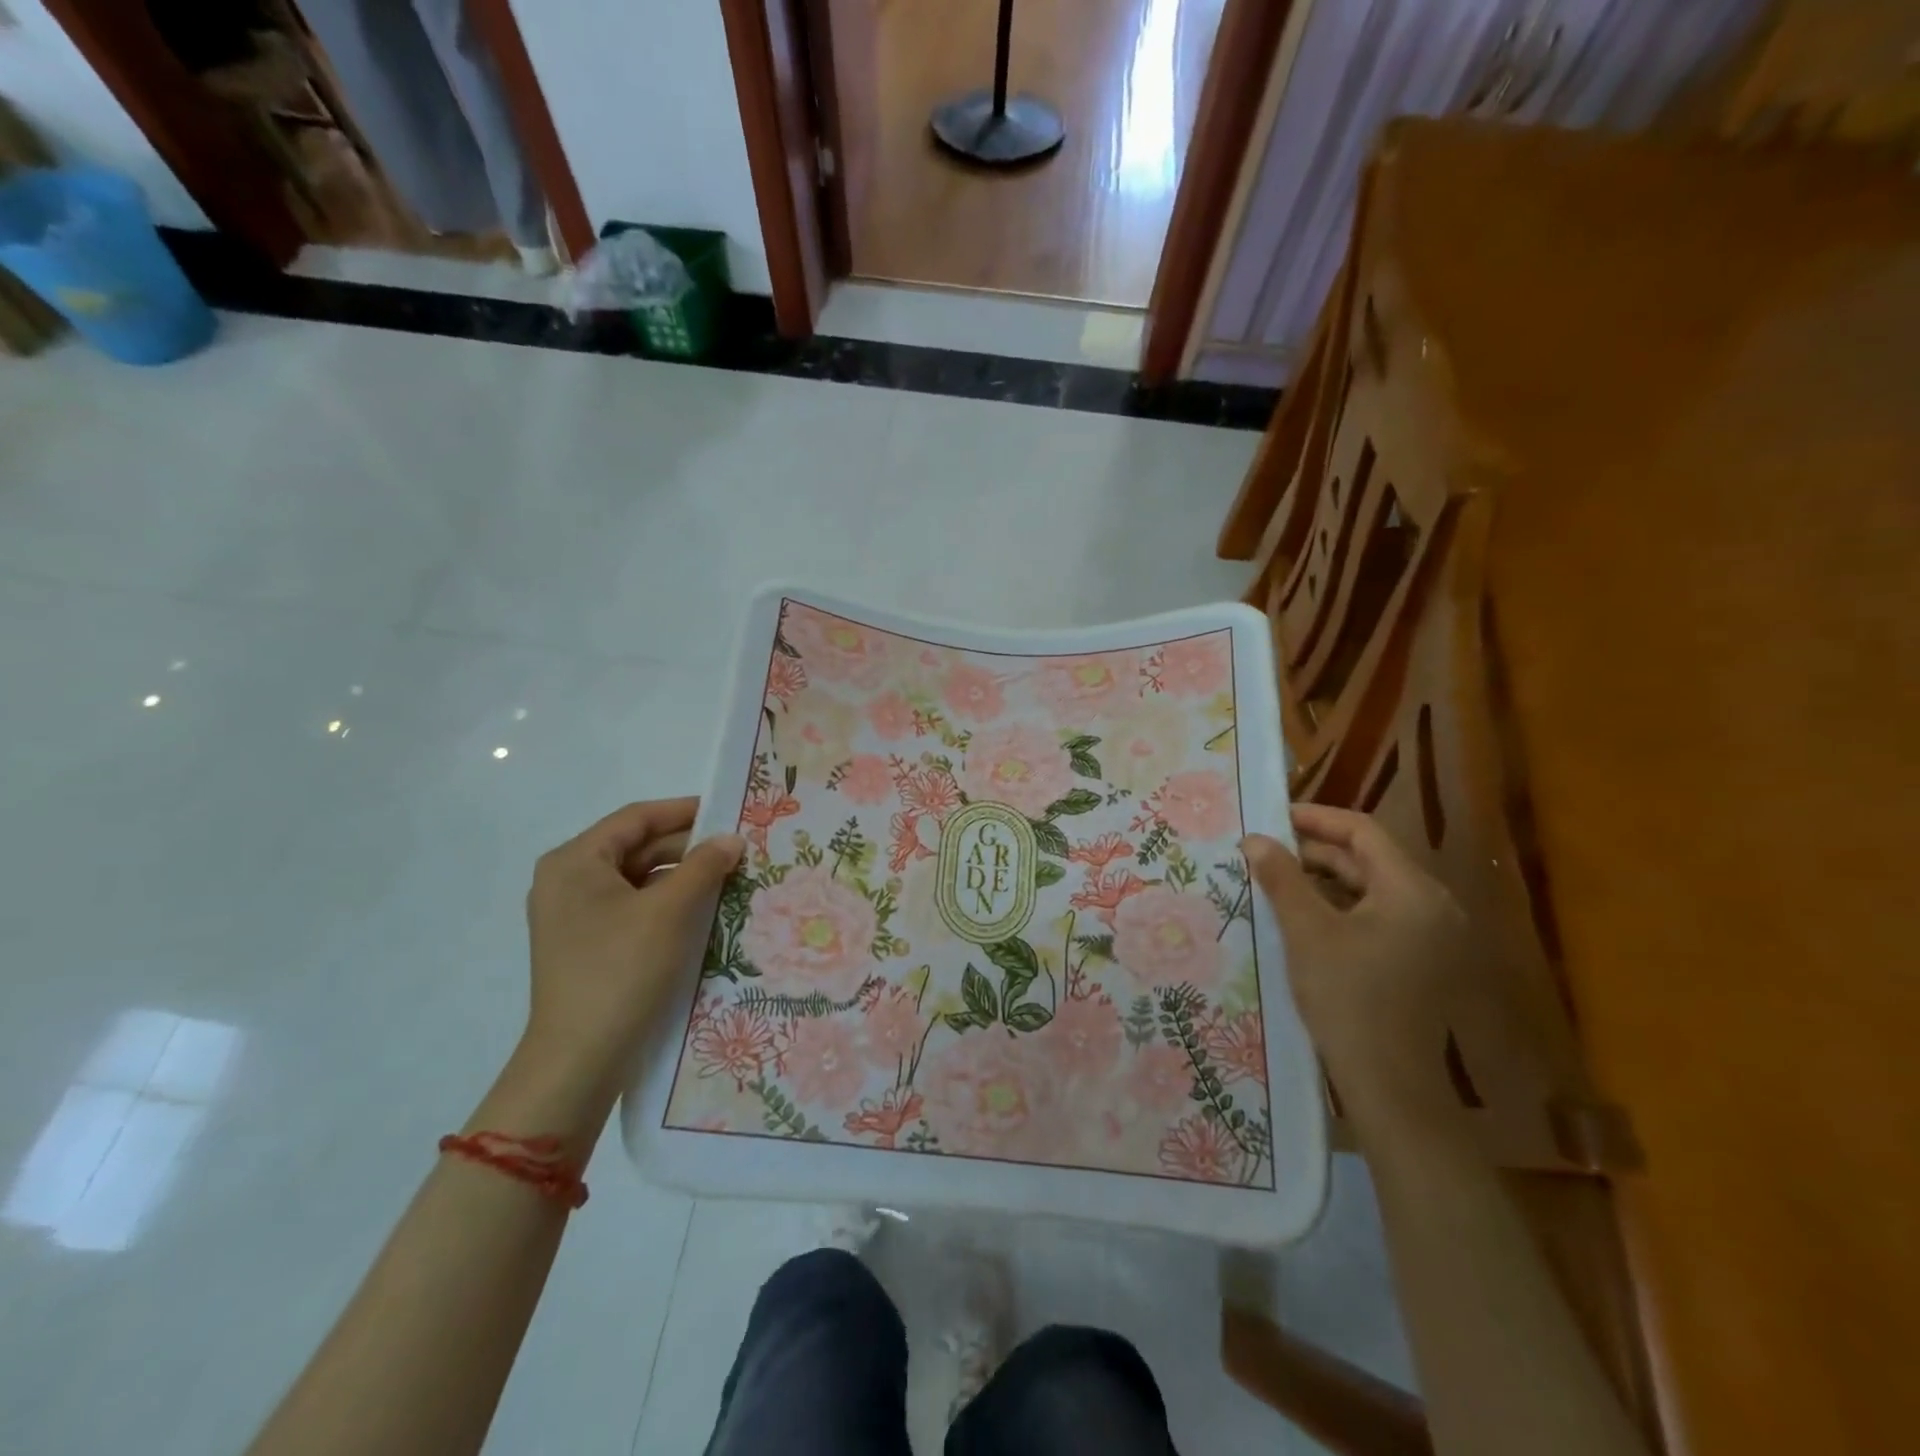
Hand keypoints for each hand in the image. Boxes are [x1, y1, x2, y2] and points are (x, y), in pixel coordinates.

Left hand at [522, 798, 744, 1087]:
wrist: (580, 1060)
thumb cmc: (621, 970)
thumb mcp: (670, 911)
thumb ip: (704, 865)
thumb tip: (732, 839)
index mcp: (575, 861)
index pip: (637, 818)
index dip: (685, 811)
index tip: (728, 811)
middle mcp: (568, 881)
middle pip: (637, 848)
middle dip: (689, 848)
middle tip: (738, 850)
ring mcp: (576, 916)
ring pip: (640, 880)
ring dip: (683, 877)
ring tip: (730, 878)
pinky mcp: (589, 945)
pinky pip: (634, 908)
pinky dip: (668, 904)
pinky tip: (705, 910)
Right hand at [1243, 805, 1470, 1118]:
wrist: (1391, 1087)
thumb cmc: (1348, 999)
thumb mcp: (1306, 931)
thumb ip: (1281, 878)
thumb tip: (1254, 839)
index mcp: (1412, 890)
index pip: (1363, 831)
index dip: (1316, 818)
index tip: (1272, 818)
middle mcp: (1432, 905)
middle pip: (1369, 858)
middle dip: (1315, 851)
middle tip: (1265, 851)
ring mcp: (1430, 936)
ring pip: (1371, 889)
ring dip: (1324, 879)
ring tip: (1276, 881)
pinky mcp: (1421, 961)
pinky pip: (1378, 916)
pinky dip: (1340, 908)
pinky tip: (1303, 917)